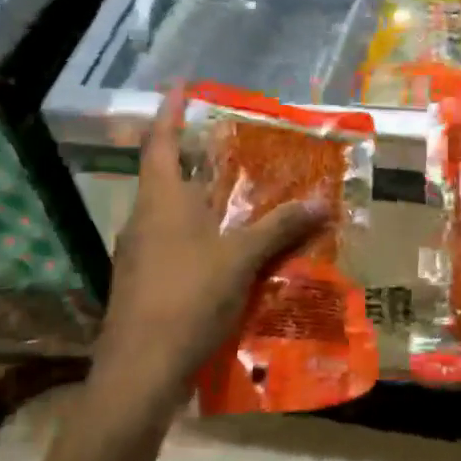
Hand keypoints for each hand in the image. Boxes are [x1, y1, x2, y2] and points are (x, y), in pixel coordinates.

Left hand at [93, 87, 326, 416]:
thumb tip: (323, 201)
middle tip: (230, 149)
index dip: (170, 112)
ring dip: (198, 204)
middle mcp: (143, 221)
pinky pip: (171, 247)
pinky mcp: (140, 285)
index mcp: (161, 202)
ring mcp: (137, 256)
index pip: (160, 143)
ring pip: (169, 216)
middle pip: (165, 179)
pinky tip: (224, 255)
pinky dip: (197, 239)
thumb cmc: (187, 298)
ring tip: (235, 202)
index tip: (180, 86)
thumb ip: (280, 228)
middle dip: (194, 161)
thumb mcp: (241, 259)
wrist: (138, 374)